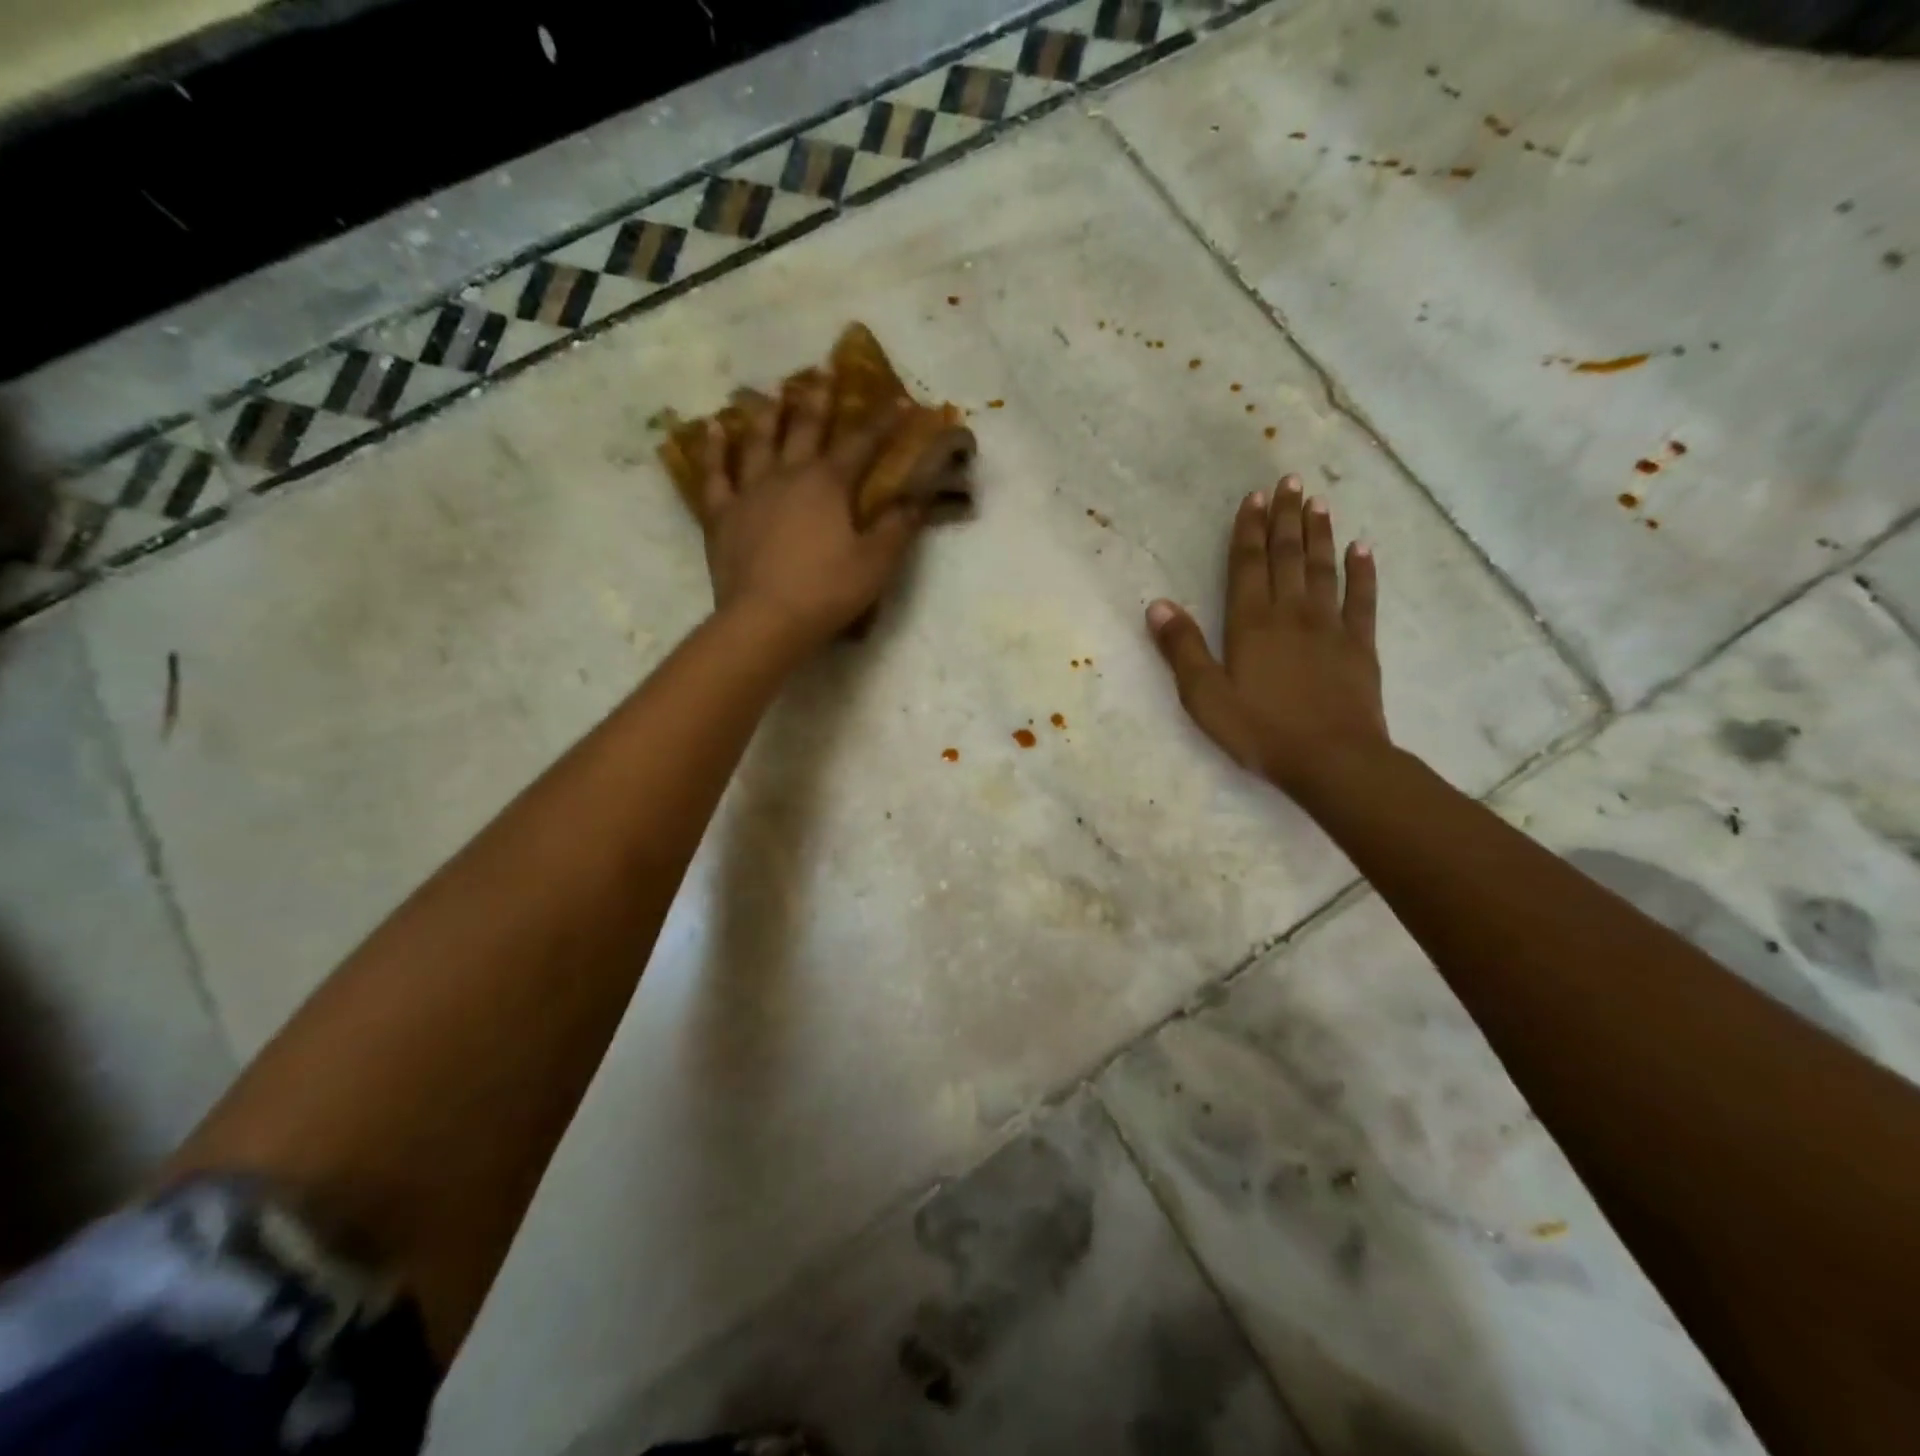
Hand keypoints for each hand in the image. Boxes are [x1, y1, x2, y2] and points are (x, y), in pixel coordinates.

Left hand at [697, 377, 924, 655]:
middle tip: (823, 370)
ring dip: (767, 413)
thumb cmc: (827, 591)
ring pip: (758, 441)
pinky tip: (713, 429)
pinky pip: (715, 475)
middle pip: (805, 428)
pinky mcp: (722, 514)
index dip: (882, 423)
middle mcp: (788, 475)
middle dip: (819, 399)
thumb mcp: (876, 563)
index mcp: (829, 485)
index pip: (861, 445)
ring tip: (772, 392)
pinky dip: (714, 450)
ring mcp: (750, 491)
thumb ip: (899, 527)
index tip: (898, 400)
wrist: (765, 620)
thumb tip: (919, 498)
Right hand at [1147, 475, 1388, 792]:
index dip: (1249, 530)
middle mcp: (1291, 613)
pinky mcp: (1360, 645)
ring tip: (1318, 502)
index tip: (1254, 497)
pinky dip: (1362, 571)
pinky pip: (1362, 599)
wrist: (1333, 760)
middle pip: (1287, 556)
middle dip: (1286, 518)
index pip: (1248, 565)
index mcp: (1251, 623)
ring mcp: (1330, 626)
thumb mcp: (1205, 696)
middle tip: (1290, 481)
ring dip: (1319, 533)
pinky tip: (1362, 548)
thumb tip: (1158, 605)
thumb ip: (1183, 649)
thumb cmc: (1260, 730)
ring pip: (1323, 568)